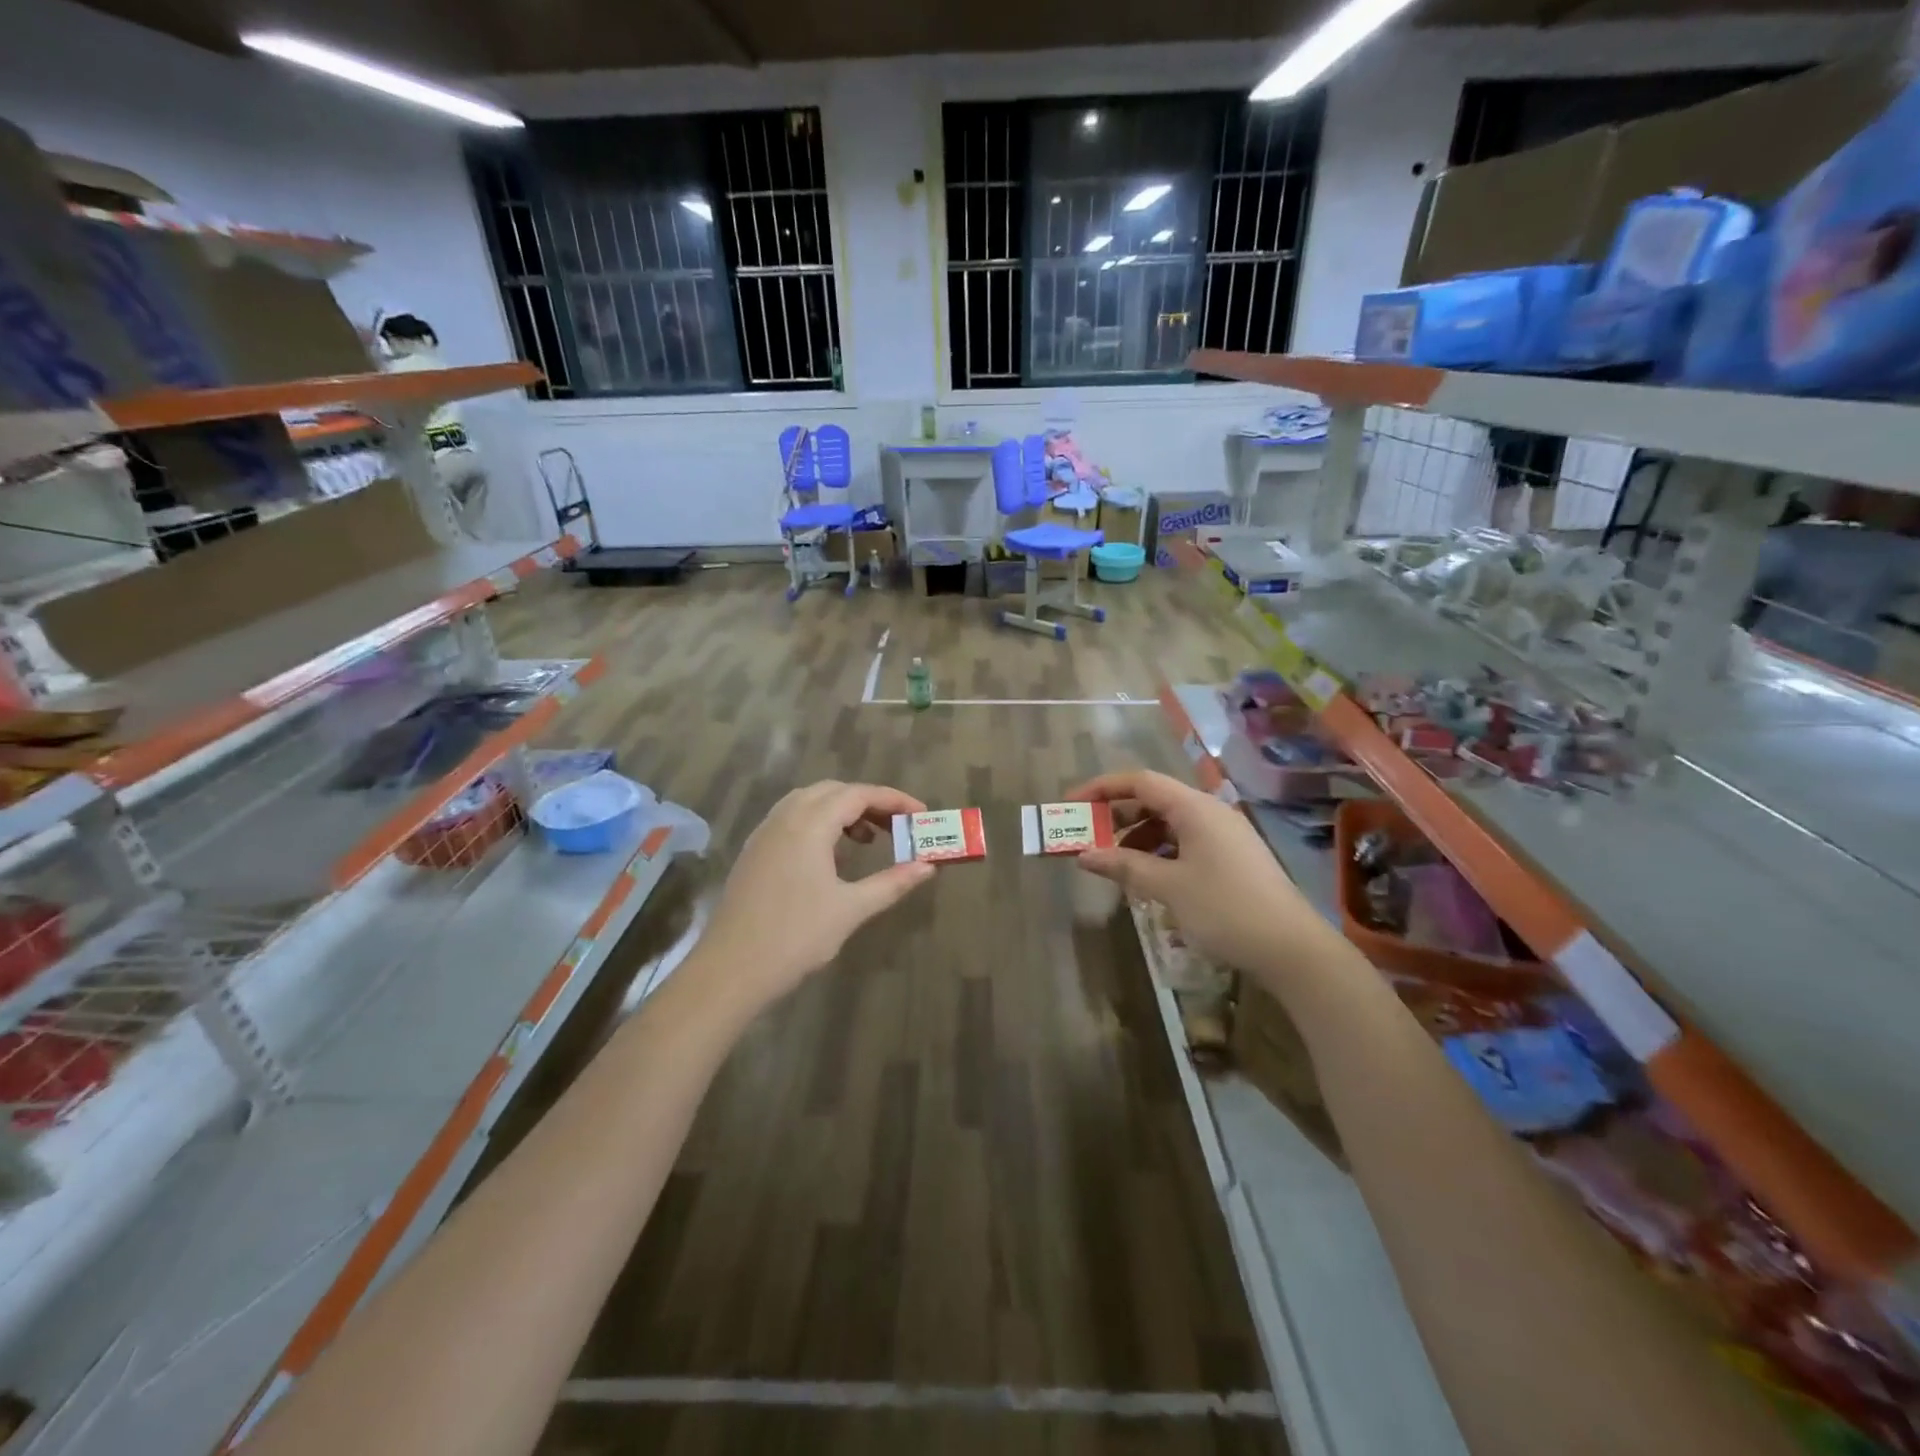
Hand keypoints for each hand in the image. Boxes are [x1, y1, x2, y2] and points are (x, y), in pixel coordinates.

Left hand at [695, 781, 935, 1013]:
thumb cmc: (796, 937)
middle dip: (868, 801)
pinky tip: (831, 856)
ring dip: (841, 810)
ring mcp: (764, 834)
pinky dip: (819, 823)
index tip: (921, 814)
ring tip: (867, 839)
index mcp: (809, 824)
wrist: (730, 970)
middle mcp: (784, 818)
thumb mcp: (851, 909)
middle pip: (833, 791)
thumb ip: (892, 883)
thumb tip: (928, 866)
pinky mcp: (754, 852)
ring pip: (808, 802)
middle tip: (897, 825)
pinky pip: (791, 819)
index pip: (858, 794)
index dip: (893, 799)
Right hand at [1068, 770, 1334, 980]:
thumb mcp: (1168, 887)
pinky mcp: (1233, 857)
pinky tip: (1149, 876)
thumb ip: (1124, 865)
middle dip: (1117, 815)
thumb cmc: (1225, 909)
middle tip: (1088, 836)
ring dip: (1138, 837)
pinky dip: (1160, 852)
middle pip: (1155, 800)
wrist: (1292, 949)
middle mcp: (1210, 812)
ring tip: (1114, 862)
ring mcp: (1225, 834)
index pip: (1140, 781)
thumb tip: (1084, 854)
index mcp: (1194, 808)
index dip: (1102, 788)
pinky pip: (1186, 841)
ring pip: (1170, 823)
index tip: (1073, 804)